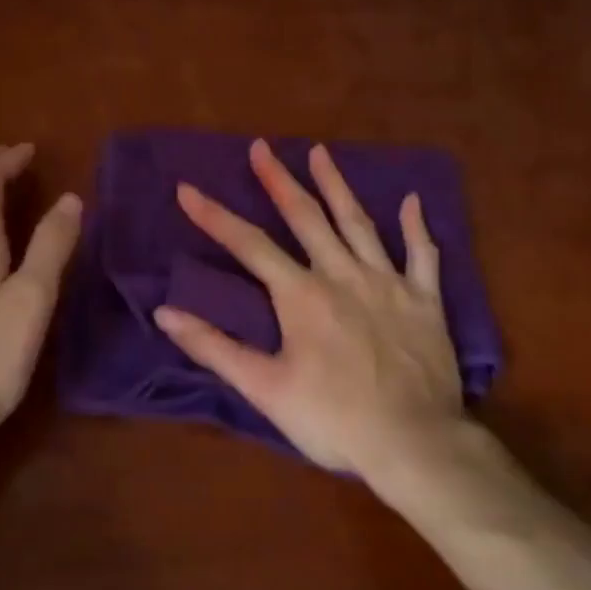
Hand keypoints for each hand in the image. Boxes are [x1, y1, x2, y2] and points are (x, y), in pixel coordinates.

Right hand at [153, 138, 465, 483]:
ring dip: (337, 186)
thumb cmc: (333, 419)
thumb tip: (165, 313)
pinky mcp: (425, 301)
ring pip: (359, 223)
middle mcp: (343, 275)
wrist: (414, 442)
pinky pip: (423, 255)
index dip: (215, 216)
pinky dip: (417, 227)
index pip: (249, 245)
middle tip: (262, 147)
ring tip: (321, 153)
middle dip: (279, 181)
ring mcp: (388, 283)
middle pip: (306, 218)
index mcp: (301, 295)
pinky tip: (412, 201)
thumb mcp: (264, 389)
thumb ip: (214, 348)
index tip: (187, 188)